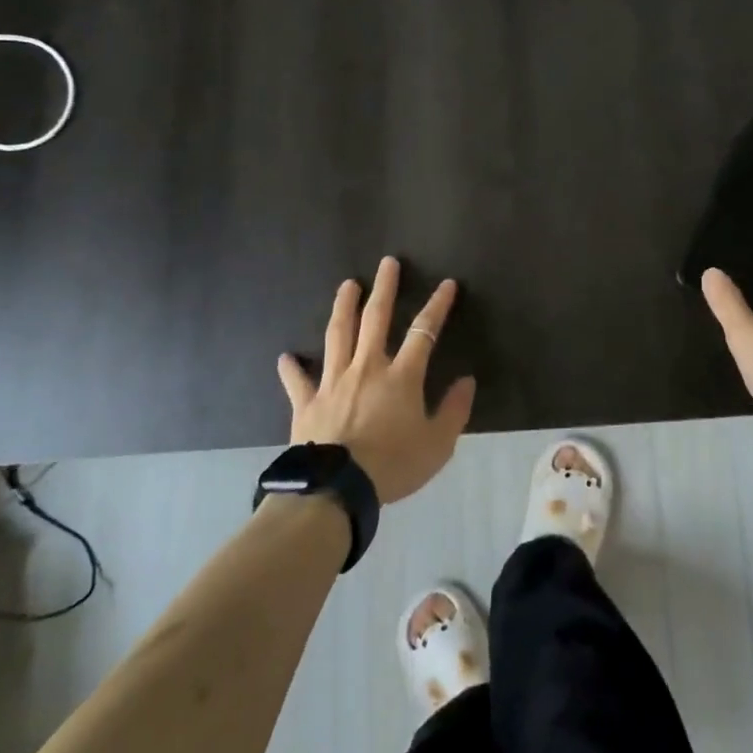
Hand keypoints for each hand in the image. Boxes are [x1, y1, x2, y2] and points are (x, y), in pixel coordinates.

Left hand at [278, 257, 475, 504]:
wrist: (336, 489)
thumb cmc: (393, 466)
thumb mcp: (437, 445)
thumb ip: (454, 411)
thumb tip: (467, 381)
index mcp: (401, 376)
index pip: (423, 331)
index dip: (437, 305)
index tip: (446, 284)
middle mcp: (367, 368)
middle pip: (376, 318)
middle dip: (384, 288)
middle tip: (387, 263)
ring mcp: (333, 382)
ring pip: (338, 335)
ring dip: (343, 307)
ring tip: (346, 285)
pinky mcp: (307, 403)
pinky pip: (298, 381)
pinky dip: (292, 369)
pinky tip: (286, 357)